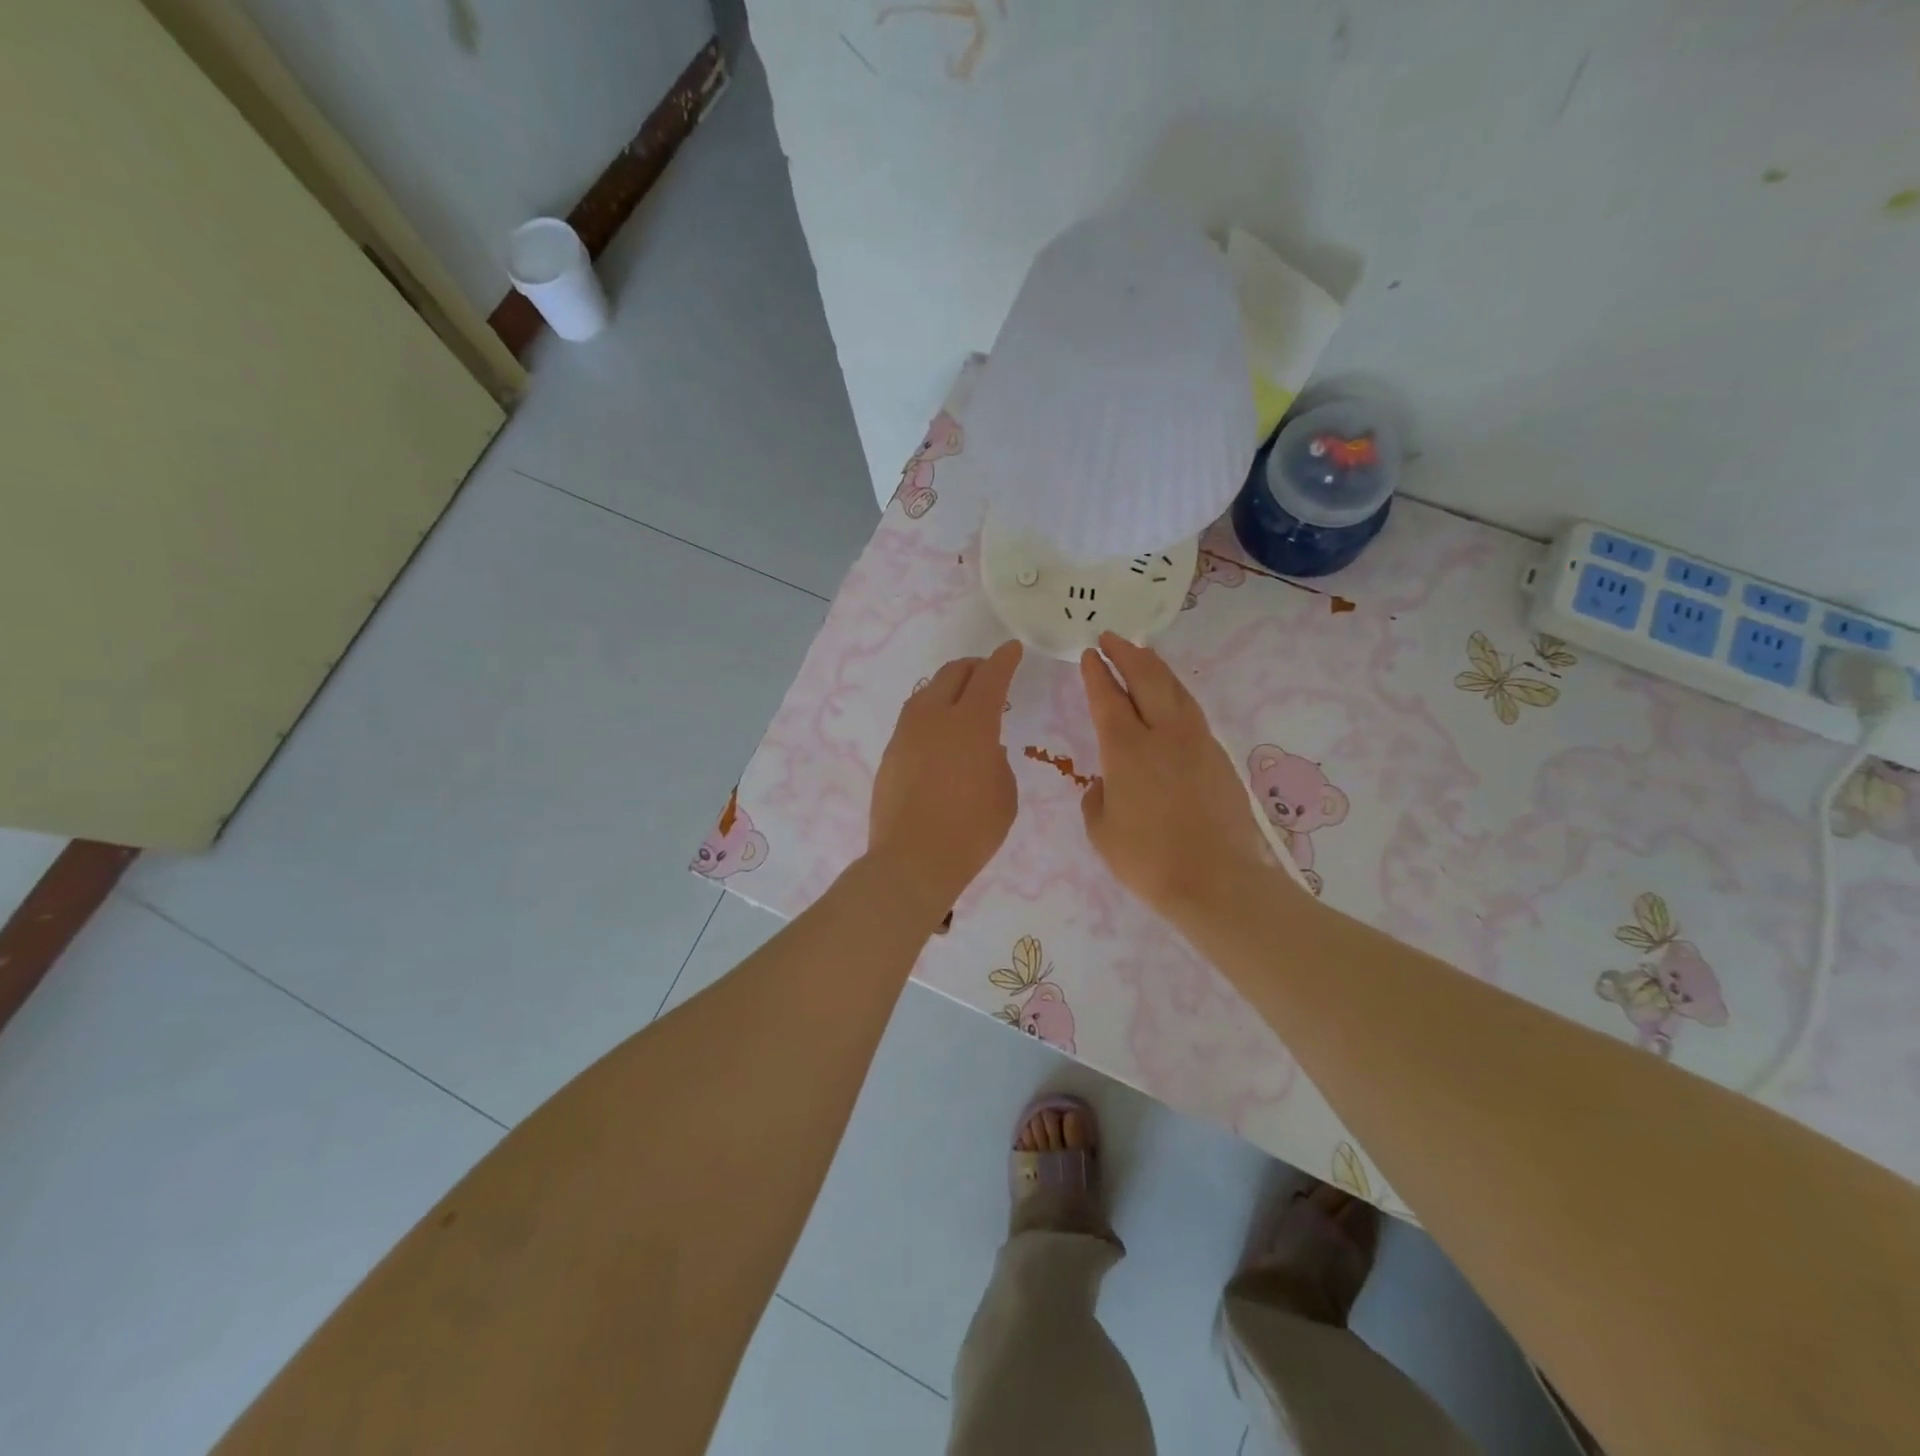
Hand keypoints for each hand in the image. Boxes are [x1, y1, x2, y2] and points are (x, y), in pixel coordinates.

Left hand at [868, 641, 1022, 919]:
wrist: (912, 861)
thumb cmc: (971, 832)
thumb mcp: (1004, 795)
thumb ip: (997, 761)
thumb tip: (985, 748)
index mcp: (972, 723)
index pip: (990, 677)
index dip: (1004, 660)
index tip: (1012, 649)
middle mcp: (935, 717)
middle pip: (953, 674)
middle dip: (974, 667)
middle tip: (988, 674)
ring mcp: (907, 733)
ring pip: (928, 692)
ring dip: (948, 687)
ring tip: (961, 701)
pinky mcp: (890, 752)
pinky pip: (913, 718)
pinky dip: (930, 713)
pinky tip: (938, 733)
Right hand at [1078, 632, 1277, 920]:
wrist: (1216, 880)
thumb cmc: (1147, 859)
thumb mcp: (1102, 831)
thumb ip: (1097, 798)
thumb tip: (1107, 783)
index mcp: (1126, 749)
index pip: (1107, 697)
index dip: (1096, 672)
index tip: (1089, 654)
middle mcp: (1162, 734)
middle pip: (1146, 678)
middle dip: (1126, 654)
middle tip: (1111, 638)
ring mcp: (1196, 742)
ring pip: (1175, 689)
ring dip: (1155, 667)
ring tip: (1142, 655)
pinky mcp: (1218, 756)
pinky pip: (1192, 711)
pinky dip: (1175, 693)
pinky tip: (1171, 698)